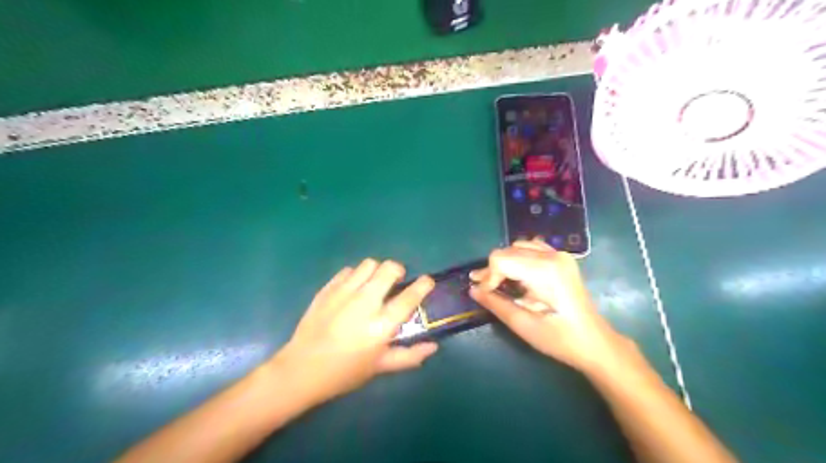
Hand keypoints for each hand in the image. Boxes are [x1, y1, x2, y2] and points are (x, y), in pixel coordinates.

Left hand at [270, 259, 438, 406]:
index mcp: (381, 325)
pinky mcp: (327, 289)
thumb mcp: (380, 367)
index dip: (423, 285)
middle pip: (389, 269)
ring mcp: (343, 293)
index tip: (427, 281)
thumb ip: (409, 356)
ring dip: (376, 271)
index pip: (409, 296)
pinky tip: (353, 290)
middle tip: (396, 282)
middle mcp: (364, 303)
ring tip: (374, 284)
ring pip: (368, 264)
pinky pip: (348, 271)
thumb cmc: (344, 372)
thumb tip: (433, 346)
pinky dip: (356, 276)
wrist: (301, 370)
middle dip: (398, 270)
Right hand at [471, 240, 633, 374]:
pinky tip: (517, 274)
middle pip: (508, 251)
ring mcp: (559, 254)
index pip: (501, 259)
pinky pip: (532, 248)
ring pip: (518, 247)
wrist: (595, 342)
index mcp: (544, 270)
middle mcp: (552, 255)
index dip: (488, 277)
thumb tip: (473, 289)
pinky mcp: (562, 259)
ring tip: (498, 284)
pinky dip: (519, 258)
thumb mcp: (523, 325)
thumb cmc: (559, 339)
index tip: (485, 296)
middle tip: (484, 291)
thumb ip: (496, 303)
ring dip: (504, 263)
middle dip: (493, 270)